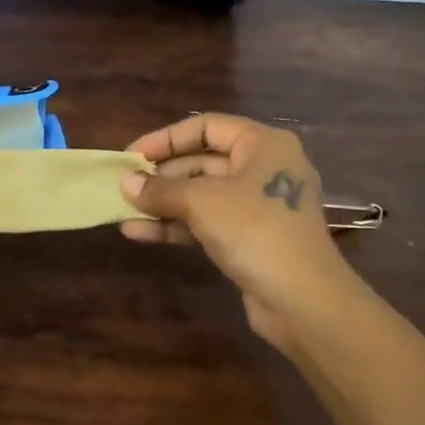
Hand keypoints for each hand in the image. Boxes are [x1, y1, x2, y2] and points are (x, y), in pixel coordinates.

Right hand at [119, 114, 359, 357]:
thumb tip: (126, 182)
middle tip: (124, 186)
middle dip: (161, 175)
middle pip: (203, 161)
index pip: (207, 127)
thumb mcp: (201, 202)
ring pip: (202, 195)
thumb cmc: (254, 229)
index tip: (132, 155)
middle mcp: (264, 168)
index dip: (167, 138)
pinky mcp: (251, 238)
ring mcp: (258, 206)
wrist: (302, 298)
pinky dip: (176, 226)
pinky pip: (207, 222)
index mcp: (262, 144)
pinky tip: (139, 233)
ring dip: (163, 203)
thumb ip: (161, 189)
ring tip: (123, 211)